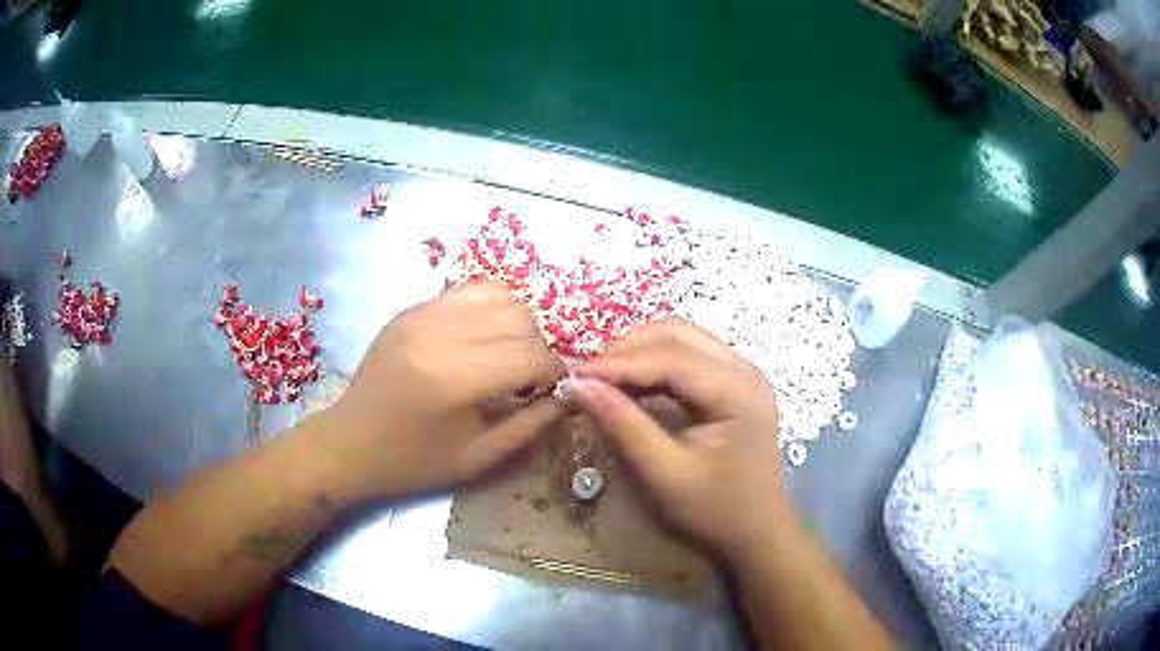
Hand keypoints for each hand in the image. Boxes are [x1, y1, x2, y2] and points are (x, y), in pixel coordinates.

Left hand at [325, 281, 567, 498]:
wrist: (350, 443)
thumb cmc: (413, 462)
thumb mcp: (479, 458)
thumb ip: (532, 424)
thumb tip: (569, 394)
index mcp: (454, 379)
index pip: (530, 354)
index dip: (555, 370)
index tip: (557, 388)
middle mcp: (438, 333)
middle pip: (518, 319)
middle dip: (538, 348)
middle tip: (531, 378)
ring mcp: (421, 314)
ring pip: (498, 296)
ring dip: (516, 324)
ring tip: (507, 356)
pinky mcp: (411, 309)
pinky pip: (467, 292)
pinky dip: (489, 311)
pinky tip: (481, 341)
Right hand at [565, 318, 790, 561]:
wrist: (757, 531)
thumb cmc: (715, 511)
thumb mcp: (664, 474)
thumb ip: (623, 426)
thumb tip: (578, 386)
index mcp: (737, 391)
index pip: (670, 356)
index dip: (618, 363)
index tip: (572, 376)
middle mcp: (744, 369)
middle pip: (677, 334)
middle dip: (626, 350)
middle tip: (587, 378)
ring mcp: (741, 373)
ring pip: (681, 338)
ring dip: (638, 352)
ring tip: (602, 380)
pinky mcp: (733, 383)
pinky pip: (687, 356)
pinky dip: (653, 364)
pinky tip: (629, 385)